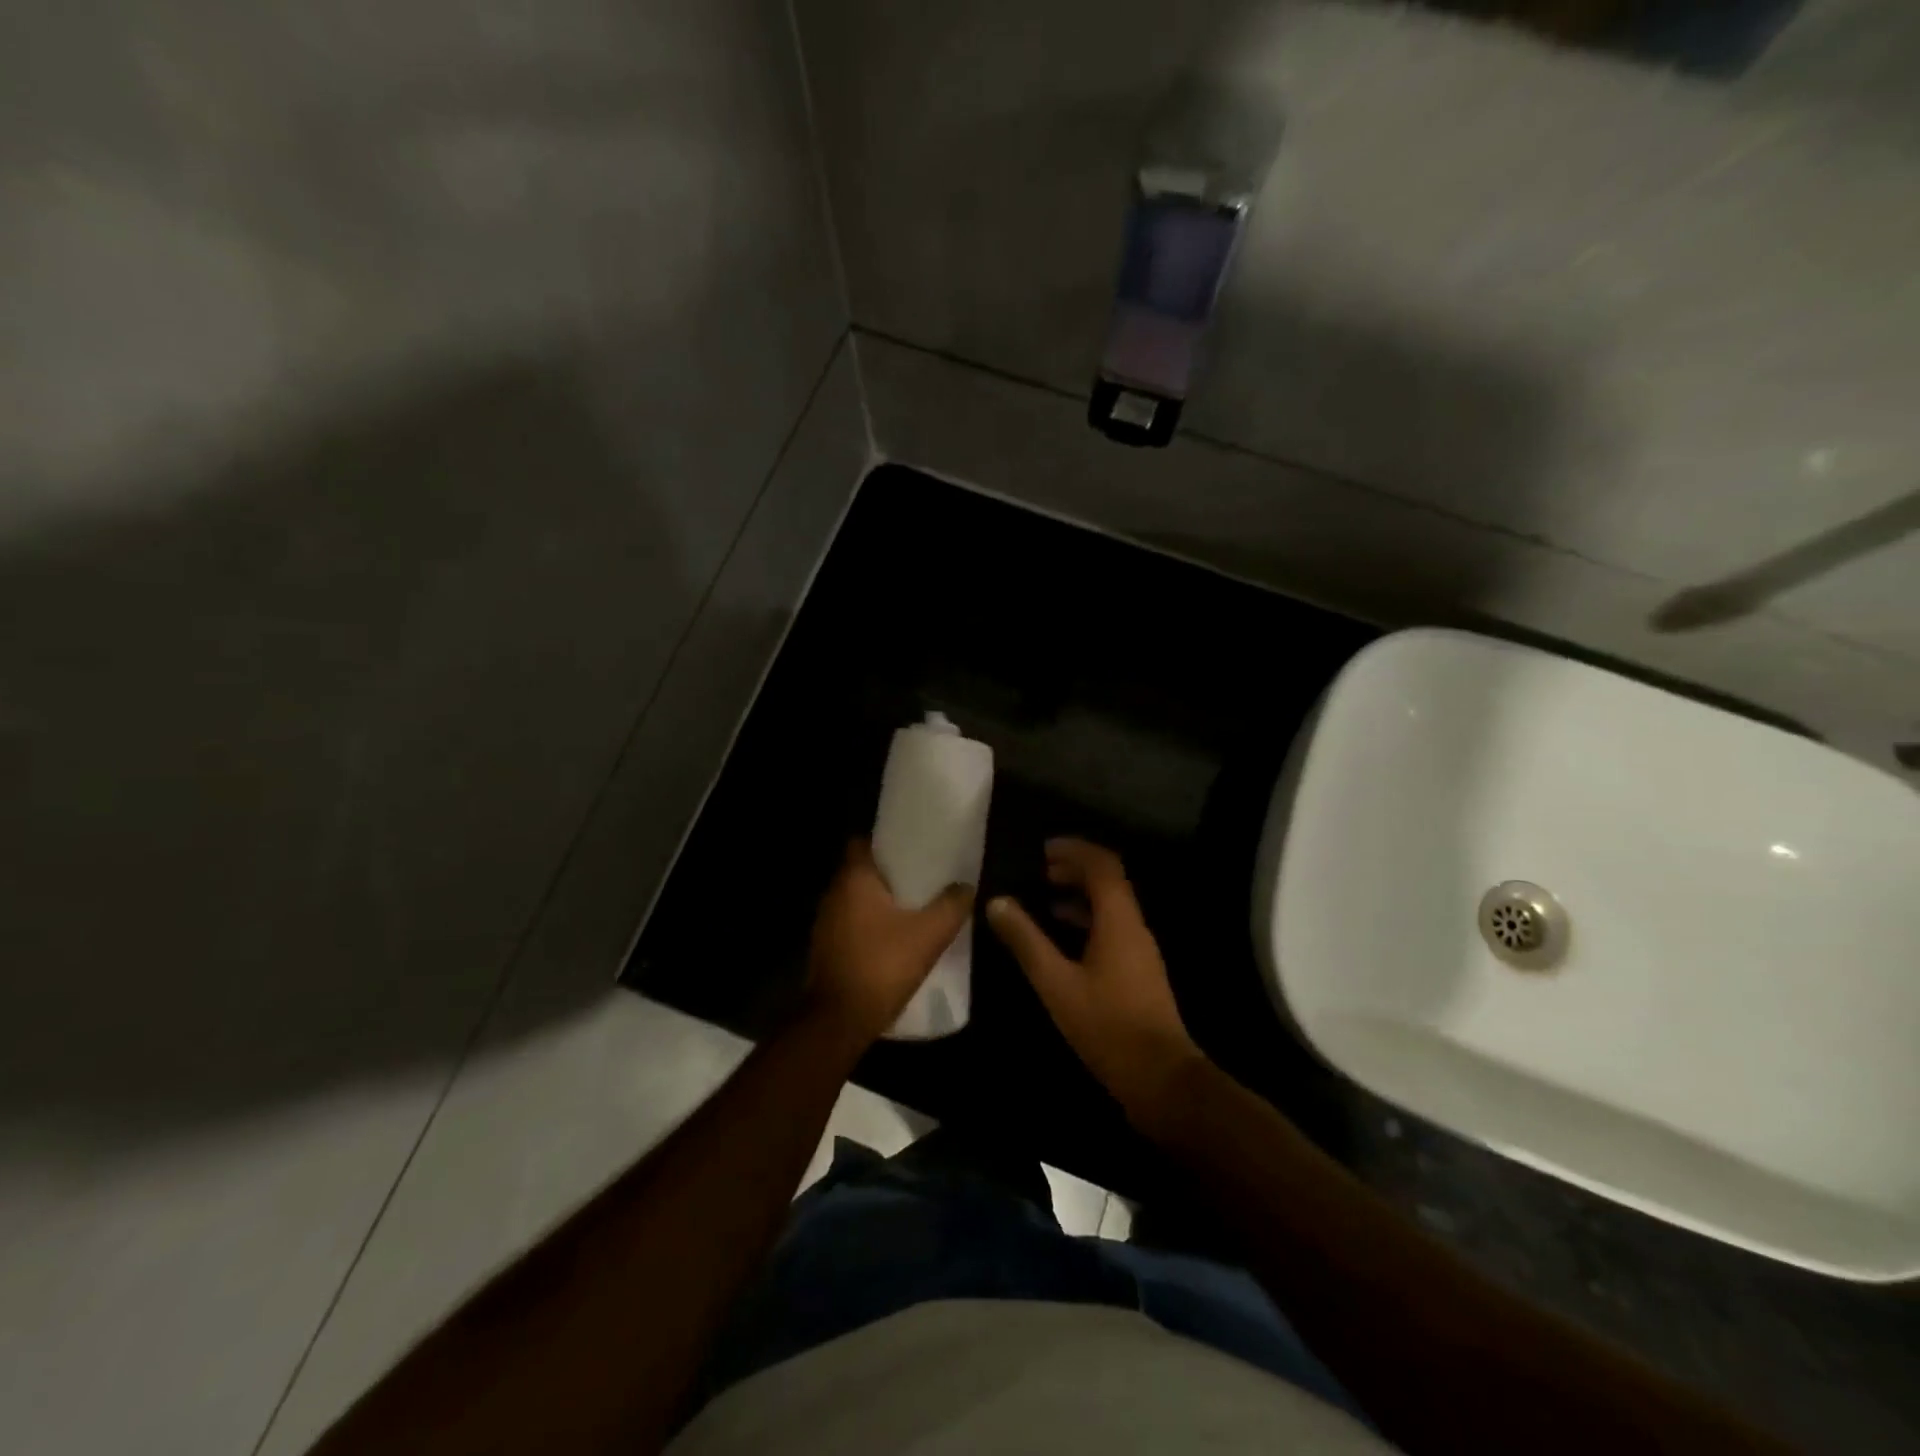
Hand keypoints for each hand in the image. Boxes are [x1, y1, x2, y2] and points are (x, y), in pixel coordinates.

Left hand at [806, 839, 973, 1045]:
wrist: (839, 1021)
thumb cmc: (882, 966)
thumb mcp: (929, 935)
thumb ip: (951, 906)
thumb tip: (966, 886)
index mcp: (853, 879)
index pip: (862, 842)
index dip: (886, 841)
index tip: (912, 847)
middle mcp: (833, 894)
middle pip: (861, 870)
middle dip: (889, 873)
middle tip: (921, 876)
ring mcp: (825, 923)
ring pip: (856, 899)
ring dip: (879, 901)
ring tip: (913, 906)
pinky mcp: (825, 948)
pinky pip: (851, 923)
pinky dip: (870, 924)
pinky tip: (895, 937)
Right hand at [986, 838, 1206, 1130]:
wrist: (1160, 1077)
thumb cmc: (1107, 1025)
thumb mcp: (1056, 982)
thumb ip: (1026, 941)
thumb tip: (997, 902)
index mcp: (1119, 920)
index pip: (1103, 865)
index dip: (1075, 850)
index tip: (1044, 849)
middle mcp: (1134, 926)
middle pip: (1109, 881)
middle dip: (1076, 868)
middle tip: (1040, 869)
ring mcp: (1139, 949)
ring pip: (1110, 905)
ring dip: (1080, 894)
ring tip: (1044, 896)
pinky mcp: (1138, 970)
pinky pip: (1112, 928)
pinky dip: (1087, 919)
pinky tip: (1062, 937)